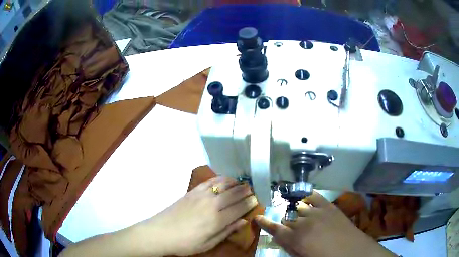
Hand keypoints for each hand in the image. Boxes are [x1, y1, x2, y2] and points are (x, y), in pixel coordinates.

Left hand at [138, 176, 257, 255]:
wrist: (161, 232)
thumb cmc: (186, 243)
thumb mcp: (209, 243)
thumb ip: (227, 231)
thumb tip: (243, 221)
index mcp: (218, 219)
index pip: (240, 207)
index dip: (250, 202)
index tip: (256, 199)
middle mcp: (212, 204)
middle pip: (235, 193)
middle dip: (246, 190)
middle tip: (252, 190)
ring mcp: (201, 195)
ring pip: (224, 184)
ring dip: (235, 182)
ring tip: (241, 184)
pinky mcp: (193, 191)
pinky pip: (210, 181)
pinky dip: (220, 179)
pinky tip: (225, 180)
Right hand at [255, 191, 395, 256]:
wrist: (353, 251)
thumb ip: (291, 249)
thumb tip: (283, 240)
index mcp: (296, 238)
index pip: (274, 228)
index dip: (264, 222)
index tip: (257, 217)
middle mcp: (303, 222)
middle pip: (287, 219)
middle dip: (286, 225)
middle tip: (292, 232)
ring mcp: (317, 212)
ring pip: (299, 208)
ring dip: (297, 214)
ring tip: (302, 220)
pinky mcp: (329, 206)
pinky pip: (314, 196)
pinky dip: (308, 197)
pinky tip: (307, 200)